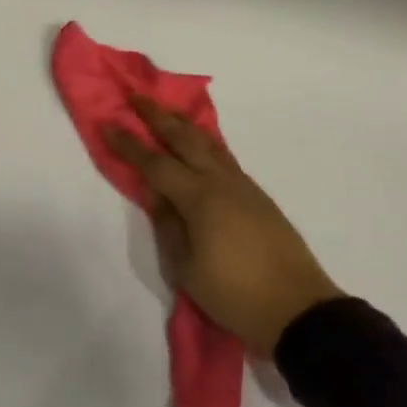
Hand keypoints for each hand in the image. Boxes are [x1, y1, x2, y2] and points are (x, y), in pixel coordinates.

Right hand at [108, 97, 341, 356]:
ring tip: (166, 111)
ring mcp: (244, 187)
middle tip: (136, 96)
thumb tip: (157, 196)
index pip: (155, 163)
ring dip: (184, 124)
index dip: (129, 143)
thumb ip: (169, 226)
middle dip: (157, 116)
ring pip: (209, 143)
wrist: (299, 310)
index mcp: (199, 199)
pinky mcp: (258, 197)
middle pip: (185, 139)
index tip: (107, 122)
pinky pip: (224, 157)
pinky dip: (205, 142)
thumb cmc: (235, 294)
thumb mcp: (186, 268)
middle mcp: (221, 182)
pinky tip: (198, 143)